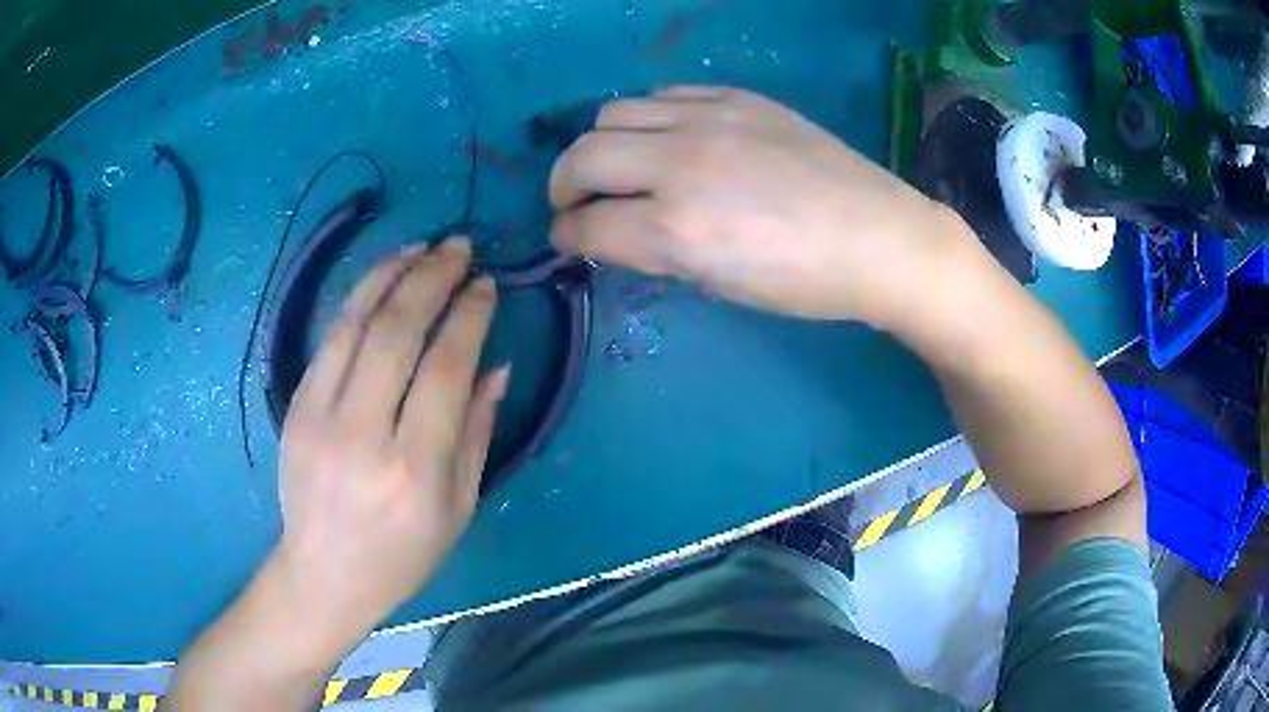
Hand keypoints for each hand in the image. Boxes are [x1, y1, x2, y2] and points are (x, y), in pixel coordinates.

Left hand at [273, 236, 507, 643]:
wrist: (324, 574)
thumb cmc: (402, 555)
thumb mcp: (459, 507)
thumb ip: (477, 432)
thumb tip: (496, 366)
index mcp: (414, 470)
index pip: (444, 369)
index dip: (469, 317)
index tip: (487, 285)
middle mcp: (362, 436)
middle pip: (397, 333)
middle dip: (433, 278)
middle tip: (461, 247)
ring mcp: (318, 418)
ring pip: (356, 324)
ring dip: (393, 275)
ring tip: (424, 248)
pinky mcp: (294, 408)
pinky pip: (329, 340)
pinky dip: (358, 299)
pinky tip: (382, 278)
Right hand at [549, 86, 975, 327]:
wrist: (879, 236)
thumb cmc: (806, 282)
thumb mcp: (722, 284)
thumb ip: (659, 252)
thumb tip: (618, 233)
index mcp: (678, 227)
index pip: (588, 225)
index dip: (567, 237)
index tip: (568, 240)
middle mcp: (680, 163)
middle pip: (582, 157)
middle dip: (563, 186)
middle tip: (575, 204)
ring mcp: (709, 120)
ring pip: (613, 112)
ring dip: (599, 144)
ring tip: (616, 165)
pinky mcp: (737, 98)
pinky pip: (665, 94)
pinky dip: (647, 118)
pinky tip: (664, 137)